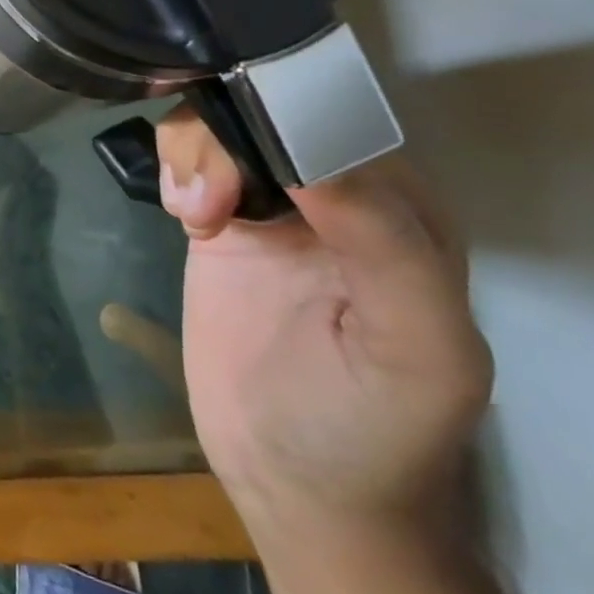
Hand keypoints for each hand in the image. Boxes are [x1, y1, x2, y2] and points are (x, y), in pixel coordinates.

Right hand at [155, 112, 492, 550]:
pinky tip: (183, 214)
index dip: (285, 124)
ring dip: (195, 154)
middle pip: (267, 113)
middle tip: (208, 204)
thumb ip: (388, 249)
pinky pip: (192, 160)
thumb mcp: (416, 349)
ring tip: (192, 215)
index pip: (339, 123)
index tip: (247, 167)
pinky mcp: (221, 221)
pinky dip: (177, 169)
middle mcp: (336, 194)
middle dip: (226, 140)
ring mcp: (271, 206)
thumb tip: (311, 160)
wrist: (293, 481)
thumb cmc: (372, 424)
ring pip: (221, 127)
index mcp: (403, 212)